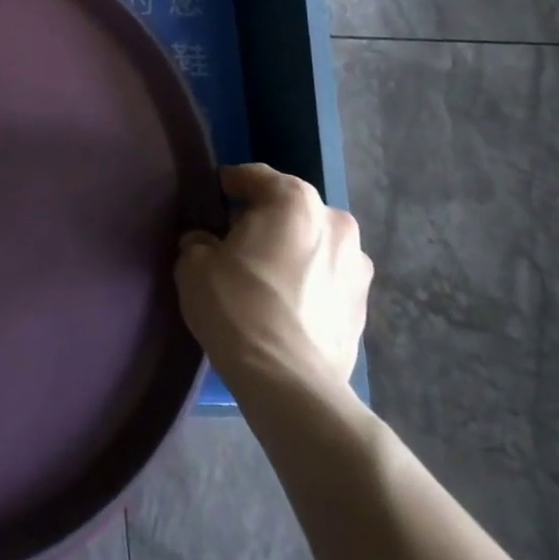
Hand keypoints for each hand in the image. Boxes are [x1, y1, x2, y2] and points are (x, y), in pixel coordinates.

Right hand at [175, 164, 370, 392]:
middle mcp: (335, 222)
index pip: (255, 176)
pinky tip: (285, 304)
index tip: (214, 198)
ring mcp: (357, 265)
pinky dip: (308, 281)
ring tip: (264, 276)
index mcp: (294, 201)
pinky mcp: (363, 305)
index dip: (230, 185)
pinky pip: (327, 278)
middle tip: (235, 241)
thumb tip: (205, 243)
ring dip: (291, 250)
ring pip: (313, 243)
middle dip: (264, 219)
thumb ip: (198, 241)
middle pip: (290, 209)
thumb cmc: (238, 308)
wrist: (290, 383)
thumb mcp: (195, 265)